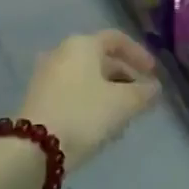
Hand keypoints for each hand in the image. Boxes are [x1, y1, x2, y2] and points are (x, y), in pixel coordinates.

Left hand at [18, 30, 160, 170]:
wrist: (34, 149)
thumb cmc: (84, 114)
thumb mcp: (124, 103)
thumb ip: (144, 92)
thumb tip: (154, 87)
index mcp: (82, 44)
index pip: (117, 39)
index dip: (139, 54)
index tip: (154, 73)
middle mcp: (61, 53)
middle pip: (100, 59)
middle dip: (125, 76)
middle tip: (141, 96)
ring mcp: (46, 76)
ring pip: (86, 77)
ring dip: (108, 91)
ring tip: (124, 113)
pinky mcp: (37, 99)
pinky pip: (72, 92)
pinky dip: (90, 101)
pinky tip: (101, 123)